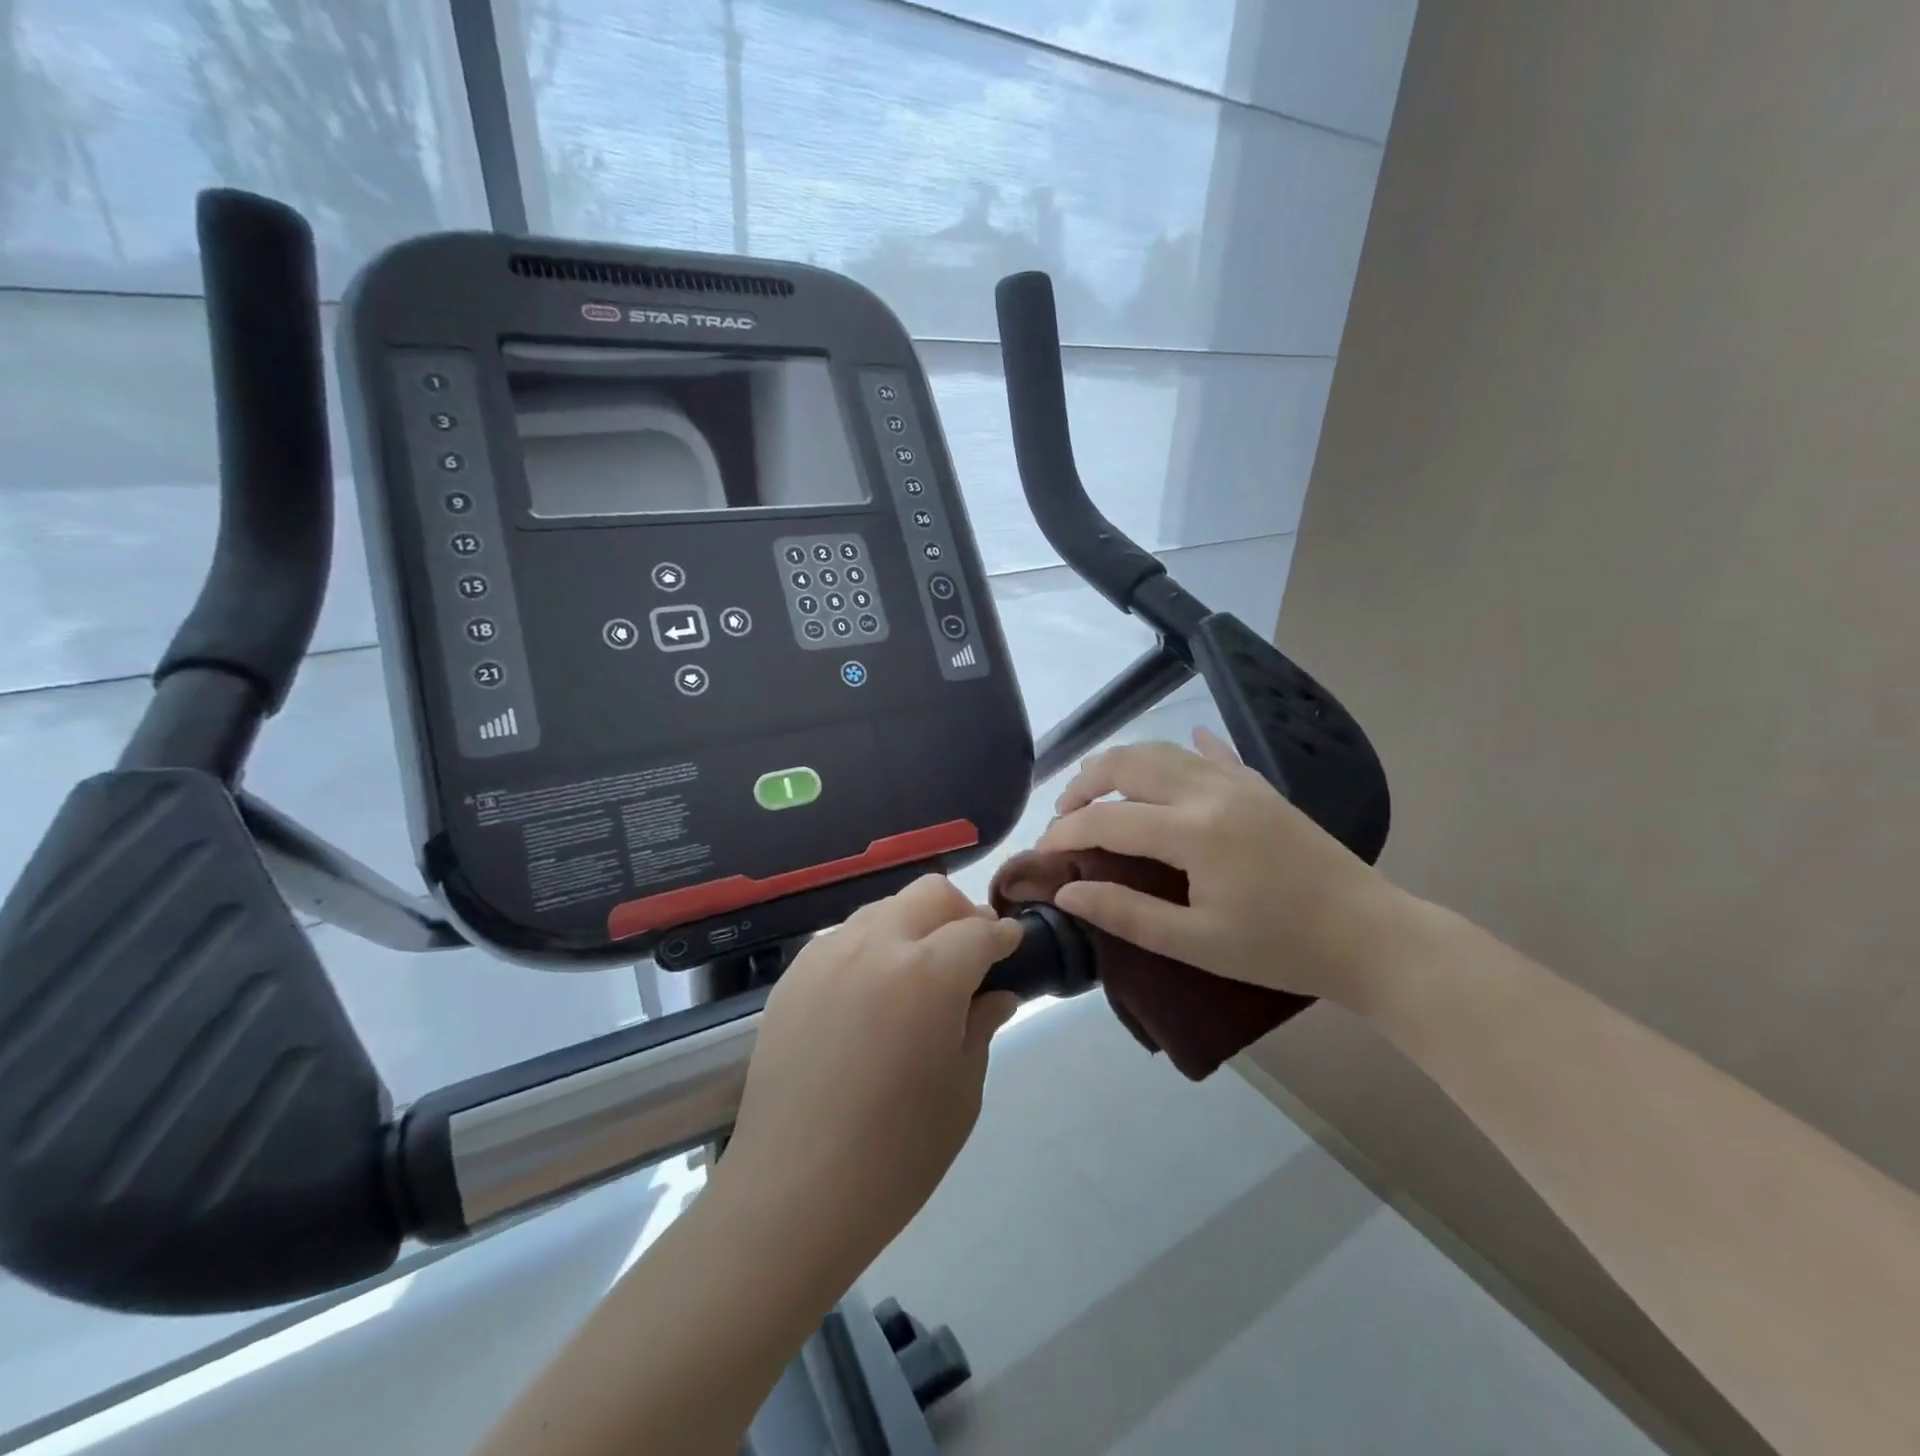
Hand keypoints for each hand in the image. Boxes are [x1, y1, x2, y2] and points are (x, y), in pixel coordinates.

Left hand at [722, 875, 1022, 1277]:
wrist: (792, 1193)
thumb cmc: (896, 1154)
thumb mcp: (962, 1092)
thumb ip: (981, 1026)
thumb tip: (995, 994)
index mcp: (928, 972)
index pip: (979, 930)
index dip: (1005, 936)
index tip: (1013, 947)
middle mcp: (876, 945)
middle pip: (930, 894)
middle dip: (960, 913)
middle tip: (968, 956)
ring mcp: (827, 955)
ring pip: (883, 908)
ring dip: (913, 926)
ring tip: (917, 975)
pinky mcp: (793, 976)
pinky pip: (843, 939)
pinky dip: (871, 948)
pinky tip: (870, 996)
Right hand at [1035, 727, 1407, 1005]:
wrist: (1370, 936)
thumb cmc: (1280, 948)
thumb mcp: (1197, 943)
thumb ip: (1126, 914)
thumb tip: (1067, 893)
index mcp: (1192, 831)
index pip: (1107, 819)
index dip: (1066, 832)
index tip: (1041, 851)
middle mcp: (1208, 791)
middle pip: (1128, 764)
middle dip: (1085, 783)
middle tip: (1064, 814)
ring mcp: (1237, 782)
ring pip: (1162, 750)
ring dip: (1122, 763)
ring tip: (1099, 789)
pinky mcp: (1259, 786)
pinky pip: (1212, 752)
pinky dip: (1184, 748)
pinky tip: (1181, 744)